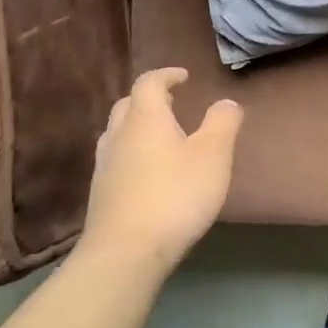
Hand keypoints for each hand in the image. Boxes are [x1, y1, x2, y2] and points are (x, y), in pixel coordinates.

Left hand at [81, 68, 243, 272]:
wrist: (125, 252)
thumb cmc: (175, 195)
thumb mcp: (213, 156)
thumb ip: (222, 123)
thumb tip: (226, 101)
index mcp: (145, 118)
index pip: (149, 83)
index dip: (166, 75)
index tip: (184, 77)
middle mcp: (119, 135)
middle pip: (129, 105)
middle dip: (150, 99)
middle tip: (173, 104)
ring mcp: (105, 166)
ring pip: (118, 133)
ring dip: (138, 127)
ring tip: (161, 137)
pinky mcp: (101, 194)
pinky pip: (116, 159)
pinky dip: (132, 153)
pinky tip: (148, 172)